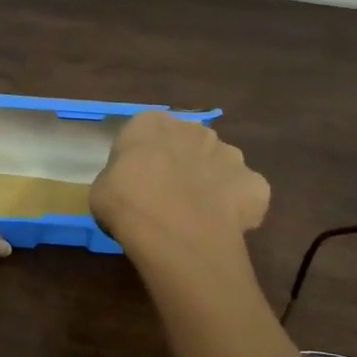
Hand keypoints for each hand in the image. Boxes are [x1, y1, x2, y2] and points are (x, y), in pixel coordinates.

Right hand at [90, 109, 270, 259]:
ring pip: (219, 165)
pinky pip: (245, 193)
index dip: (141, 159)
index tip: (135, 182)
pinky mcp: (255, 184)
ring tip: (197, 215)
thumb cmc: (126, 203)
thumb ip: (118, 177)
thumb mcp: (100, 188)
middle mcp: (194, 129)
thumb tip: (129, 186)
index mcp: (151, 122)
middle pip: (187, 144)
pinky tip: (222, 226)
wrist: (174, 234)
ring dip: (211, 182)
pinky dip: (238, 206)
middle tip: (166, 197)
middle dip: (181, 164)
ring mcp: (230, 154)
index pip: (145, 133)